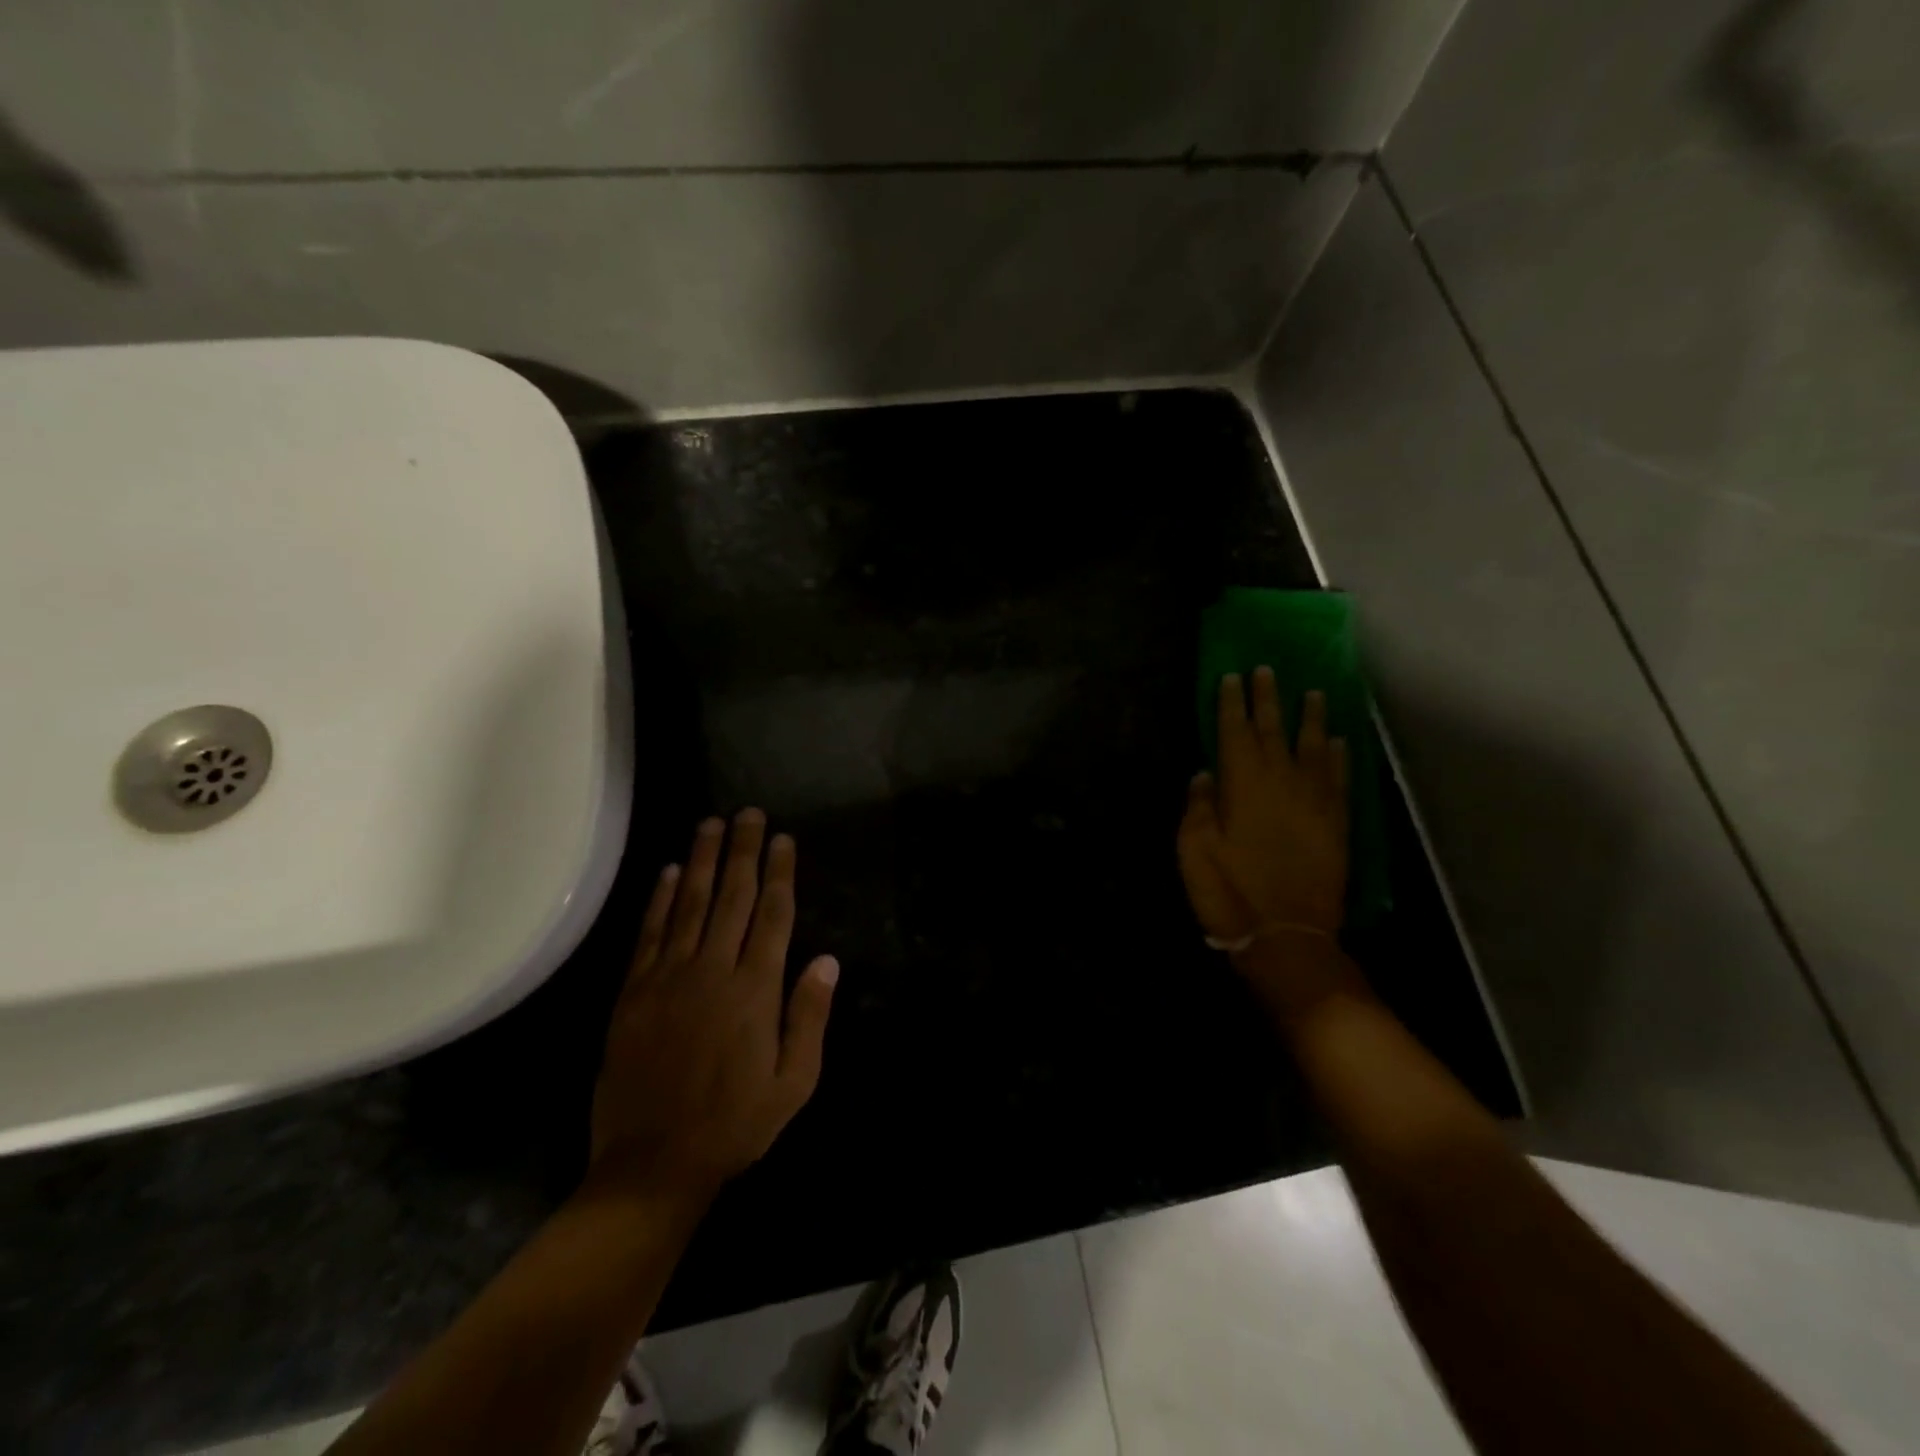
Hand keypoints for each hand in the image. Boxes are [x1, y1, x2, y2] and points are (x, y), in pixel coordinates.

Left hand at [588, 811, 838, 1203]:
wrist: (653, 1164)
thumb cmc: (735, 1124)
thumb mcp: (794, 1082)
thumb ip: (809, 1017)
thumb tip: (826, 960)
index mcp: (755, 989)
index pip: (773, 915)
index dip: (780, 872)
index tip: (782, 838)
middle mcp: (712, 970)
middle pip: (732, 896)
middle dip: (742, 851)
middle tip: (747, 813)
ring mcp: (668, 978)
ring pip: (688, 904)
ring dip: (701, 861)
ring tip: (710, 824)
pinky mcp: (633, 992)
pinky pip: (649, 933)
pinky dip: (658, 899)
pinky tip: (666, 872)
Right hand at [1179, 669, 1354, 1013]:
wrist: (1287, 936)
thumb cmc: (1229, 892)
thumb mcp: (1194, 850)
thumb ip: (1199, 806)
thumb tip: (1205, 772)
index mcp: (1243, 785)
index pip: (1235, 732)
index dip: (1233, 703)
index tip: (1233, 676)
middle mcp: (1282, 782)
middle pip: (1274, 730)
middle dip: (1269, 699)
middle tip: (1268, 670)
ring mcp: (1314, 801)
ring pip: (1314, 747)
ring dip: (1312, 718)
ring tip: (1313, 692)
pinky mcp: (1336, 823)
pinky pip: (1339, 779)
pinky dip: (1340, 756)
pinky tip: (1339, 741)